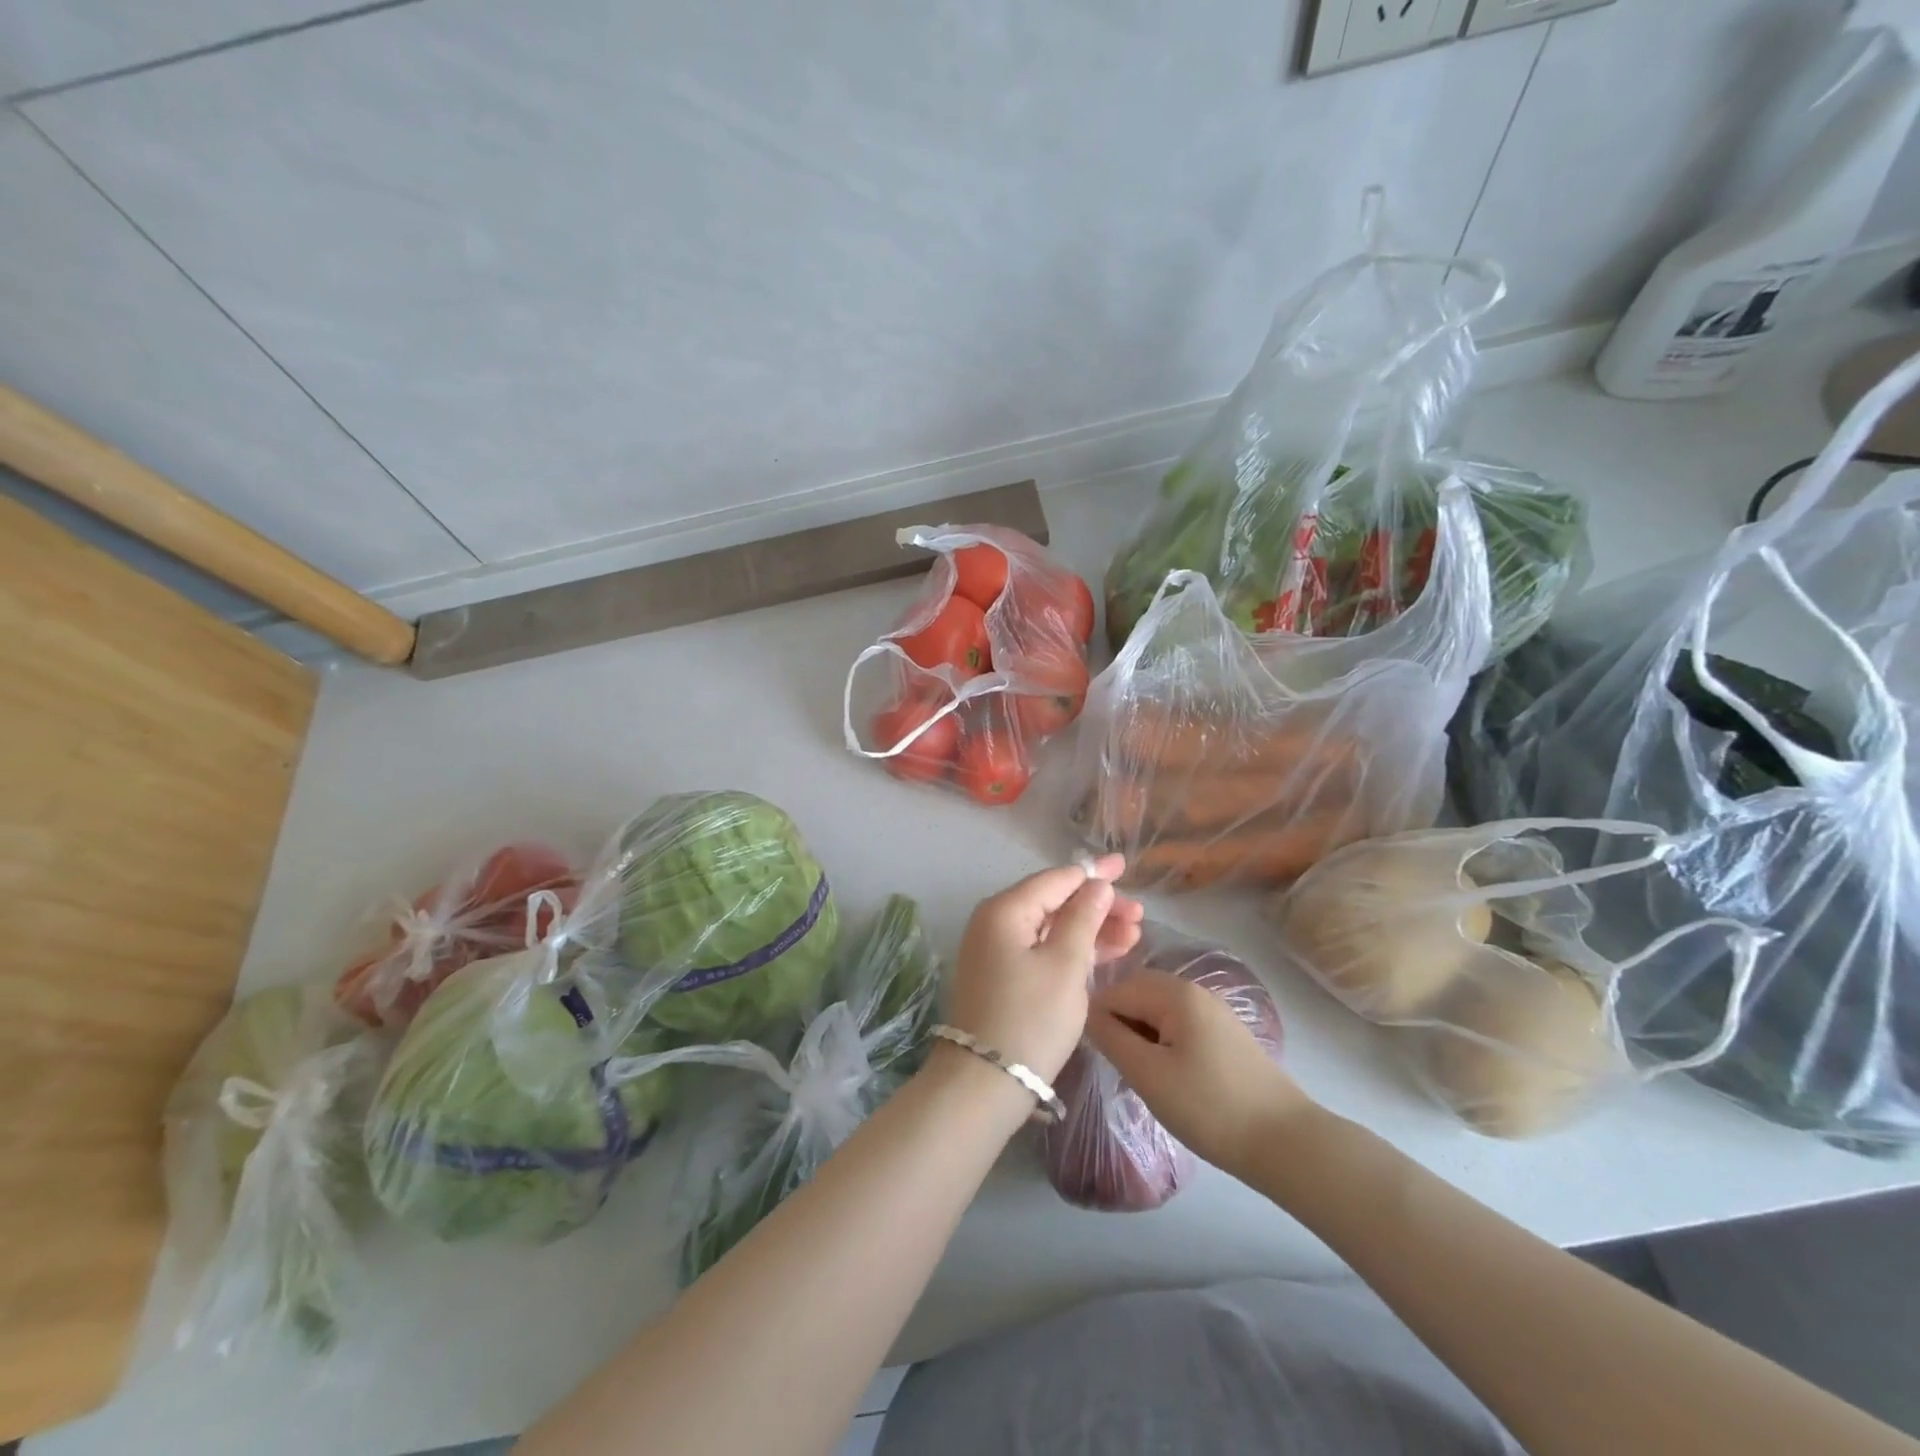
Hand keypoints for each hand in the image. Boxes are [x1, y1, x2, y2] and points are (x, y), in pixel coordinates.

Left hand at [946, 854, 1144, 1081]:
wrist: (984, 1083)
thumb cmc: (1030, 1018)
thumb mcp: (1065, 965)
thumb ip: (1083, 919)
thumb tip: (1095, 884)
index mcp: (1004, 910)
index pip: (1056, 879)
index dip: (1093, 873)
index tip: (1124, 866)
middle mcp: (995, 922)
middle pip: (1054, 902)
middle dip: (1098, 906)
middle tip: (1139, 914)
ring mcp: (997, 951)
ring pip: (1052, 928)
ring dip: (1092, 929)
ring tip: (1134, 934)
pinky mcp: (1004, 977)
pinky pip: (1044, 950)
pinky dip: (1074, 951)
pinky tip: (1109, 953)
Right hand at [1086, 968, 1316, 1178]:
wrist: (1285, 1143)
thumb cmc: (1209, 1106)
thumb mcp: (1148, 1074)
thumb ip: (1111, 1038)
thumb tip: (1087, 1014)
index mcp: (1175, 992)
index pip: (1116, 989)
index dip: (1098, 1019)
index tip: (1095, 1054)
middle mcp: (1194, 990)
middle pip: (1138, 994)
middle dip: (1119, 1023)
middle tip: (1116, 1064)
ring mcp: (1214, 1011)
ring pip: (1158, 1011)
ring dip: (1141, 1035)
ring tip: (1139, 1073)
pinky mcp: (1225, 1034)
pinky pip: (1179, 1025)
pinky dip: (1163, 1042)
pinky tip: (1167, 1076)